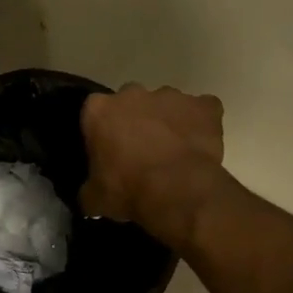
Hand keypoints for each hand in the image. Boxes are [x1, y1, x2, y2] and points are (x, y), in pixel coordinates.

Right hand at [80, 84, 224, 248]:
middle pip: (130, 102)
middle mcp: (132, 94)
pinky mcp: (204, 105)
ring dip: (166, 121)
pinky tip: (199, 144)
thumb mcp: (95, 197)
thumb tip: (89, 198)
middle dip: (133, 120)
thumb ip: (88, 190)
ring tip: (171, 150)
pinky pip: (202, 109)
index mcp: (98, 110)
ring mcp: (170, 96)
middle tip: (138, 150)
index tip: (107, 151)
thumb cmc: (127, 189)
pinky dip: (201, 122)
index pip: (94, 114)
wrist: (177, 189)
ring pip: (166, 104)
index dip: (101, 132)